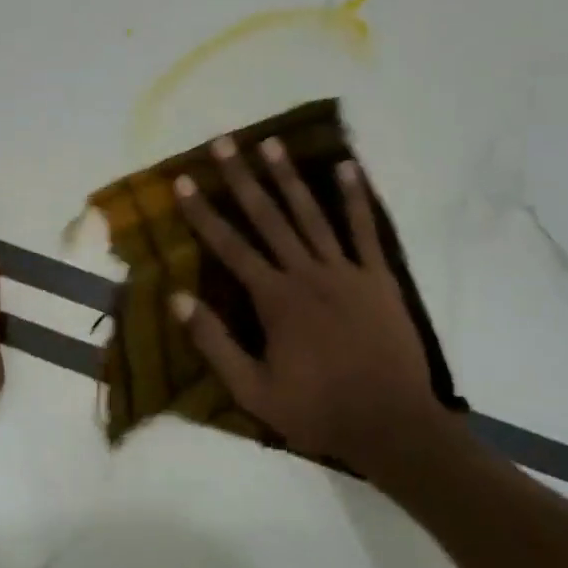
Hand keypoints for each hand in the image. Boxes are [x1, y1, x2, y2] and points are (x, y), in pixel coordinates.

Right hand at [170, 135, 446, 473]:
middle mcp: (306, 273)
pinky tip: (347, 167)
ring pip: (312, 214)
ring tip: (271, 144)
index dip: (203, 213)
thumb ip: (214, 343)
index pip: (229, 246)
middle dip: (242, 178)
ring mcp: (346, 271)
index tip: (184, 181)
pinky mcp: (378, 277)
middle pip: (268, 217)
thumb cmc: (317, 411)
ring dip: (290, 177)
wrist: (391, 425)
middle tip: (223, 142)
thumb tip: (177, 298)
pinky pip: (365, 230)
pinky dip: (356, 198)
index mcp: (274, 299)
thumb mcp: (252, 391)